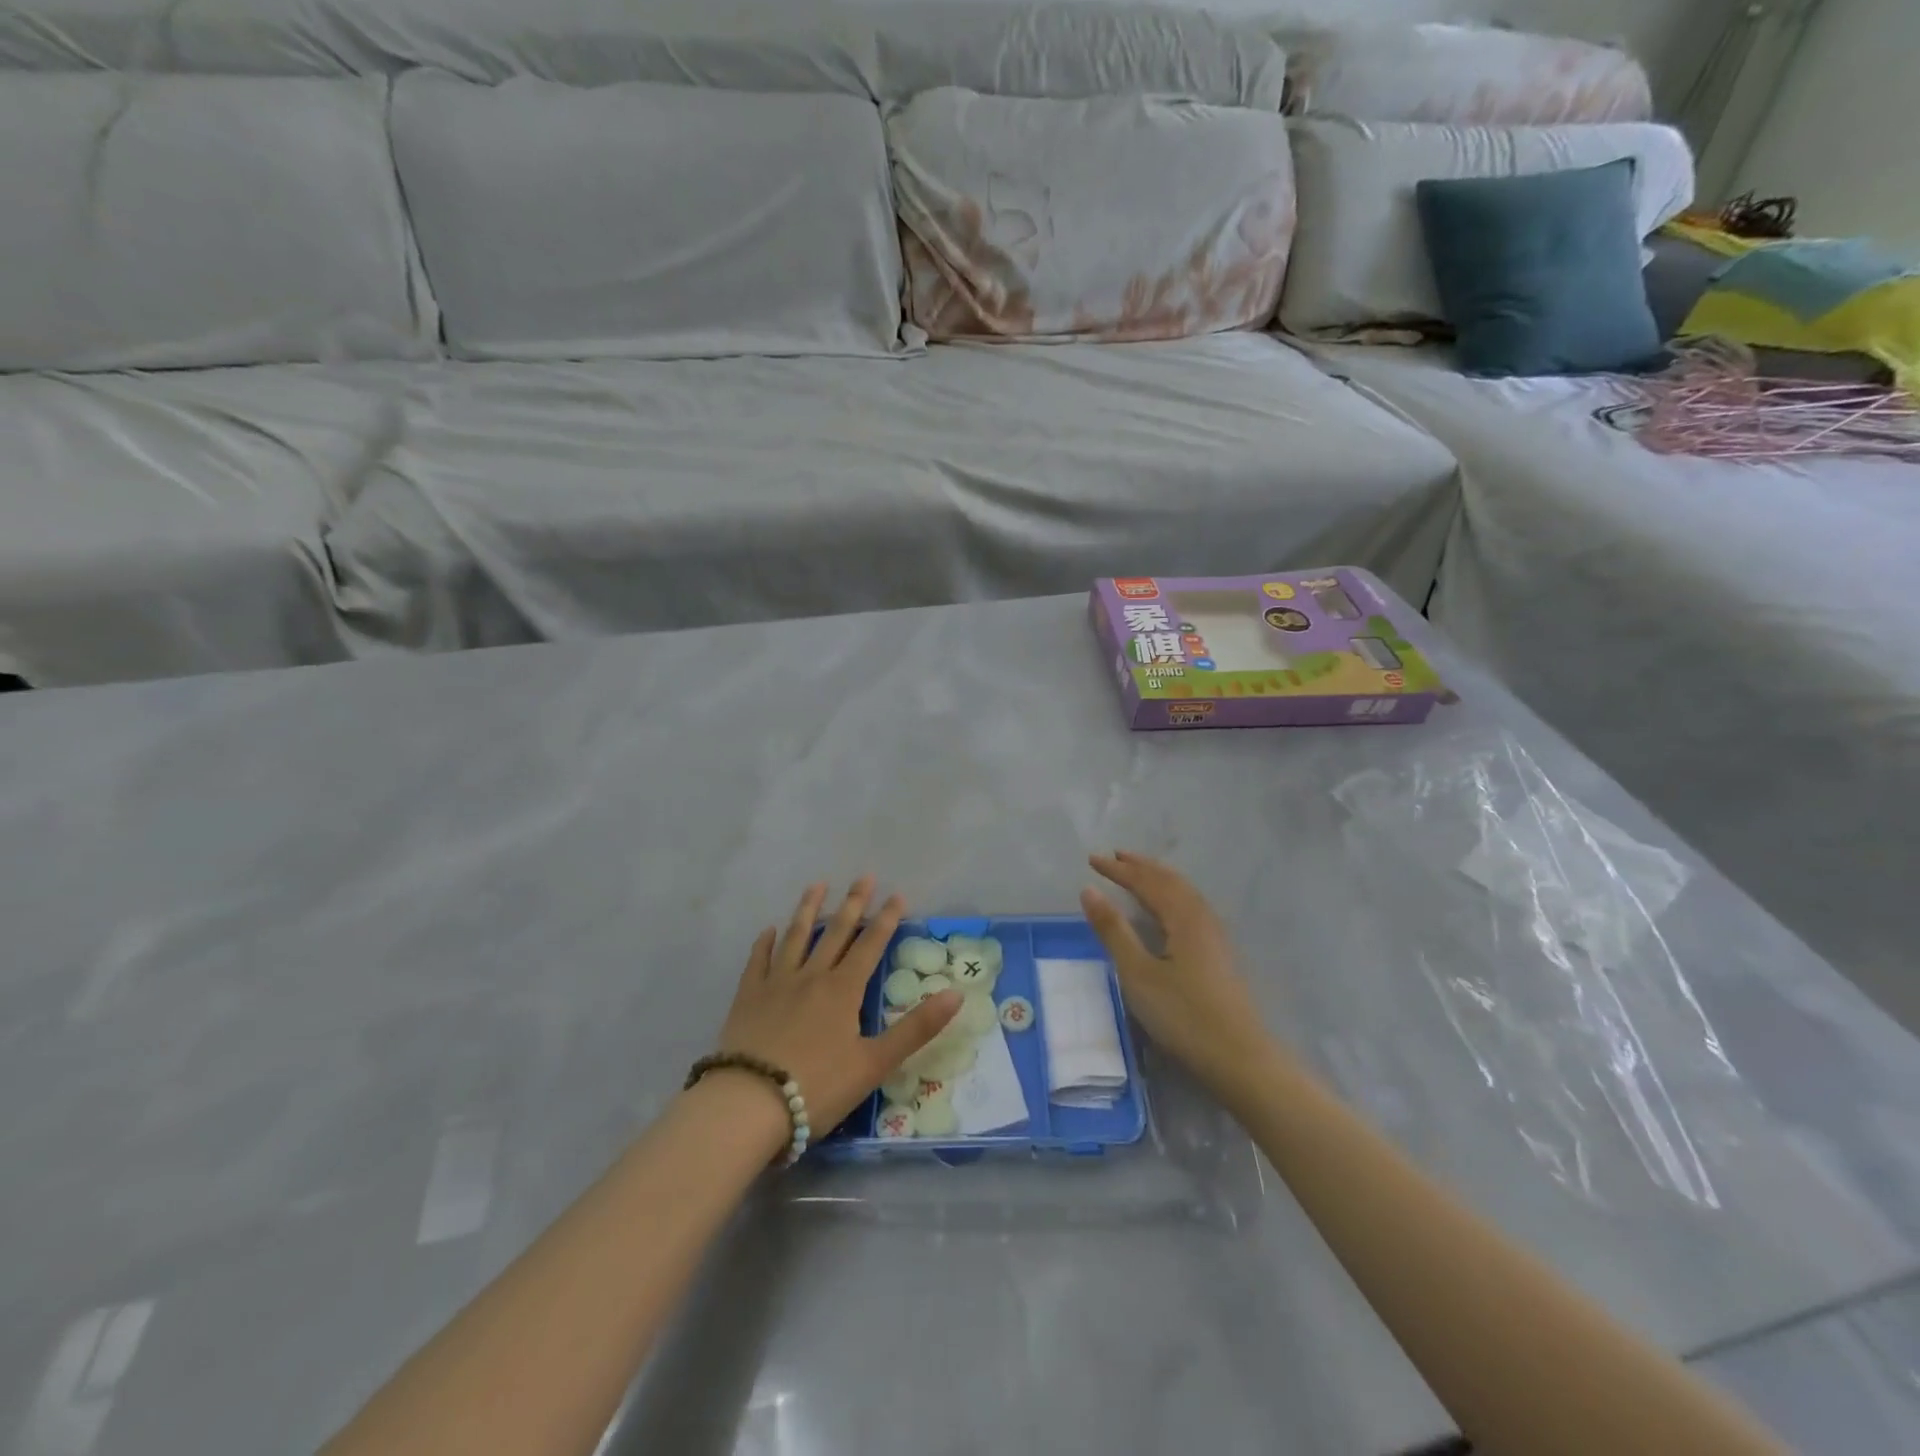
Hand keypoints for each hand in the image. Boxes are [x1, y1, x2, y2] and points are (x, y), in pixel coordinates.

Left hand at [716, 877, 961, 1138]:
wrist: (749, 1104)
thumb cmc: (818, 1087)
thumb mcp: (875, 1063)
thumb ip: (916, 1028)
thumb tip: (956, 994)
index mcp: (843, 990)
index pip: (870, 945)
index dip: (886, 919)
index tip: (897, 894)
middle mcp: (811, 976)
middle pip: (835, 932)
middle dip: (853, 904)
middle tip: (864, 876)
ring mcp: (776, 984)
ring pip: (795, 937)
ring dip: (808, 909)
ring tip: (817, 885)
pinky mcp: (747, 998)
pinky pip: (758, 961)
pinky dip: (765, 943)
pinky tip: (769, 930)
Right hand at [1080, 852, 1273, 1098]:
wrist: (1240, 1058)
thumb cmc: (1183, 1016)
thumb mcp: (1138, 974)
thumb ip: (1113, 930)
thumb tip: (1089, 890)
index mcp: (1183, 917)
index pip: (1146, 882)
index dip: (1118, 870)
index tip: (1092, 860)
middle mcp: (1202, 917)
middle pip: (1170, 880)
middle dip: (1141, 866)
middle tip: (1115, 856)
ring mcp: (1215, 935)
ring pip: (1184, 892)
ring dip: (1158, 878)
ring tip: (1138, 873)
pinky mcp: (1219, 953)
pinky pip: (1190, 906)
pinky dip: (1171, 894)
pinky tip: (1168, 909)